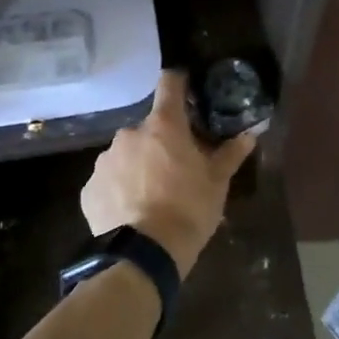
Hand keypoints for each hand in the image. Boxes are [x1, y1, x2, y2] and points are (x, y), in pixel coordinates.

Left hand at [81, 71, 256, 274]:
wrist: (144, 255)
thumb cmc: (189, 211)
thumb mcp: (217, 183)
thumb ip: (230, 154)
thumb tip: (249, 134)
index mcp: (163, 126)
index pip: (169, 84)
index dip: (179, 83)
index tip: (187, 92)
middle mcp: (129, 134)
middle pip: (149, 128)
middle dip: (161, 142)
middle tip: (176, 167)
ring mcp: (105, 161)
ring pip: (126, 154)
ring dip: (138, 165)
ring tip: (152, 195)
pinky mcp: (89, 189)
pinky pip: (109, 181)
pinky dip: (120, 189)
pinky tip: (131, 211)